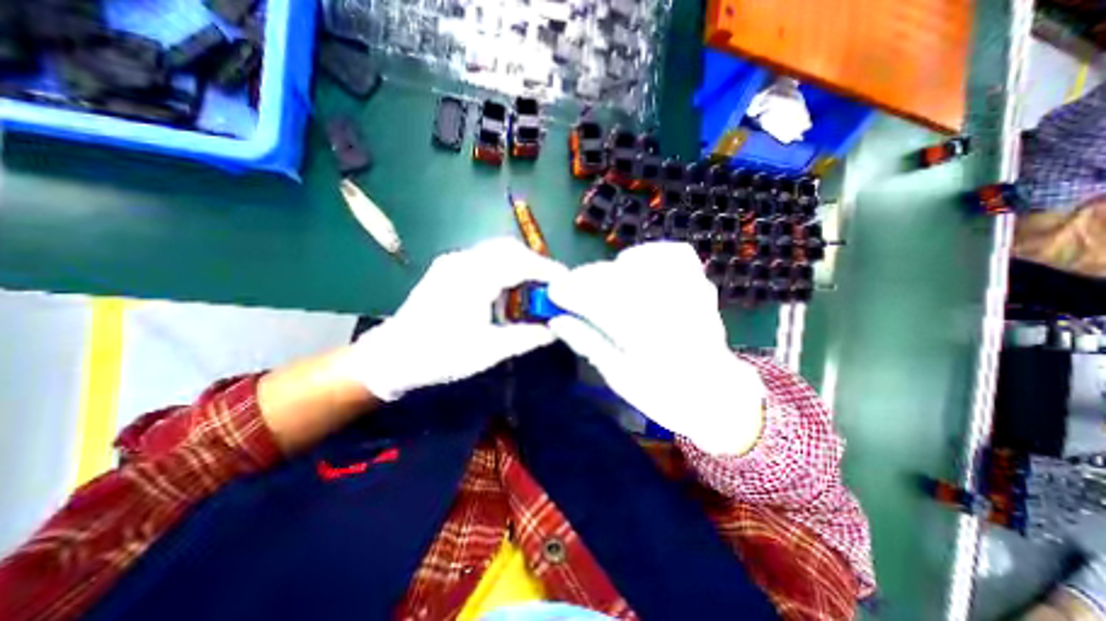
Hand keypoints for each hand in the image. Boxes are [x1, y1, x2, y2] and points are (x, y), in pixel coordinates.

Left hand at [343, 237, 569, 401]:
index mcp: (474, 277)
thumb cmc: (441, 354)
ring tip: (532, 288)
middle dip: (535, 263)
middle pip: (509, 248)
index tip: (567, 282)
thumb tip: (555, 331)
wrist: (392, 356)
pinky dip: (502, 269)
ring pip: (496, 251)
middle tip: (551, 285)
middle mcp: (463, 260)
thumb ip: (526, 337)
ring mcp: (452, 261)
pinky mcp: (447, 268)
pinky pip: (483, 259)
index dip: (548, 270)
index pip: (521, 263)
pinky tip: (506, 291)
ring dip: (518, 265)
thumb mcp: (489, 350)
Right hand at [548, 244, 766, 456]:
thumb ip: (589, 344)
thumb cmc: (663, 394)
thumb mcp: (619, 378)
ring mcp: (690, 292)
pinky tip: (634, 269)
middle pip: (617, 278)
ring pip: (641, 262)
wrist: (716, 394)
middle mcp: (671, 310)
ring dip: (611, 269)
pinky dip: (647, 255)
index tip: (553, 293)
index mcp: (649, 339)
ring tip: (599, 285)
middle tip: (567, 289)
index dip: (571, 293)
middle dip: (584, 280)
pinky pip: (672, 253)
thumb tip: (557, 320)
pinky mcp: (700, 283)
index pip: (601, 303)